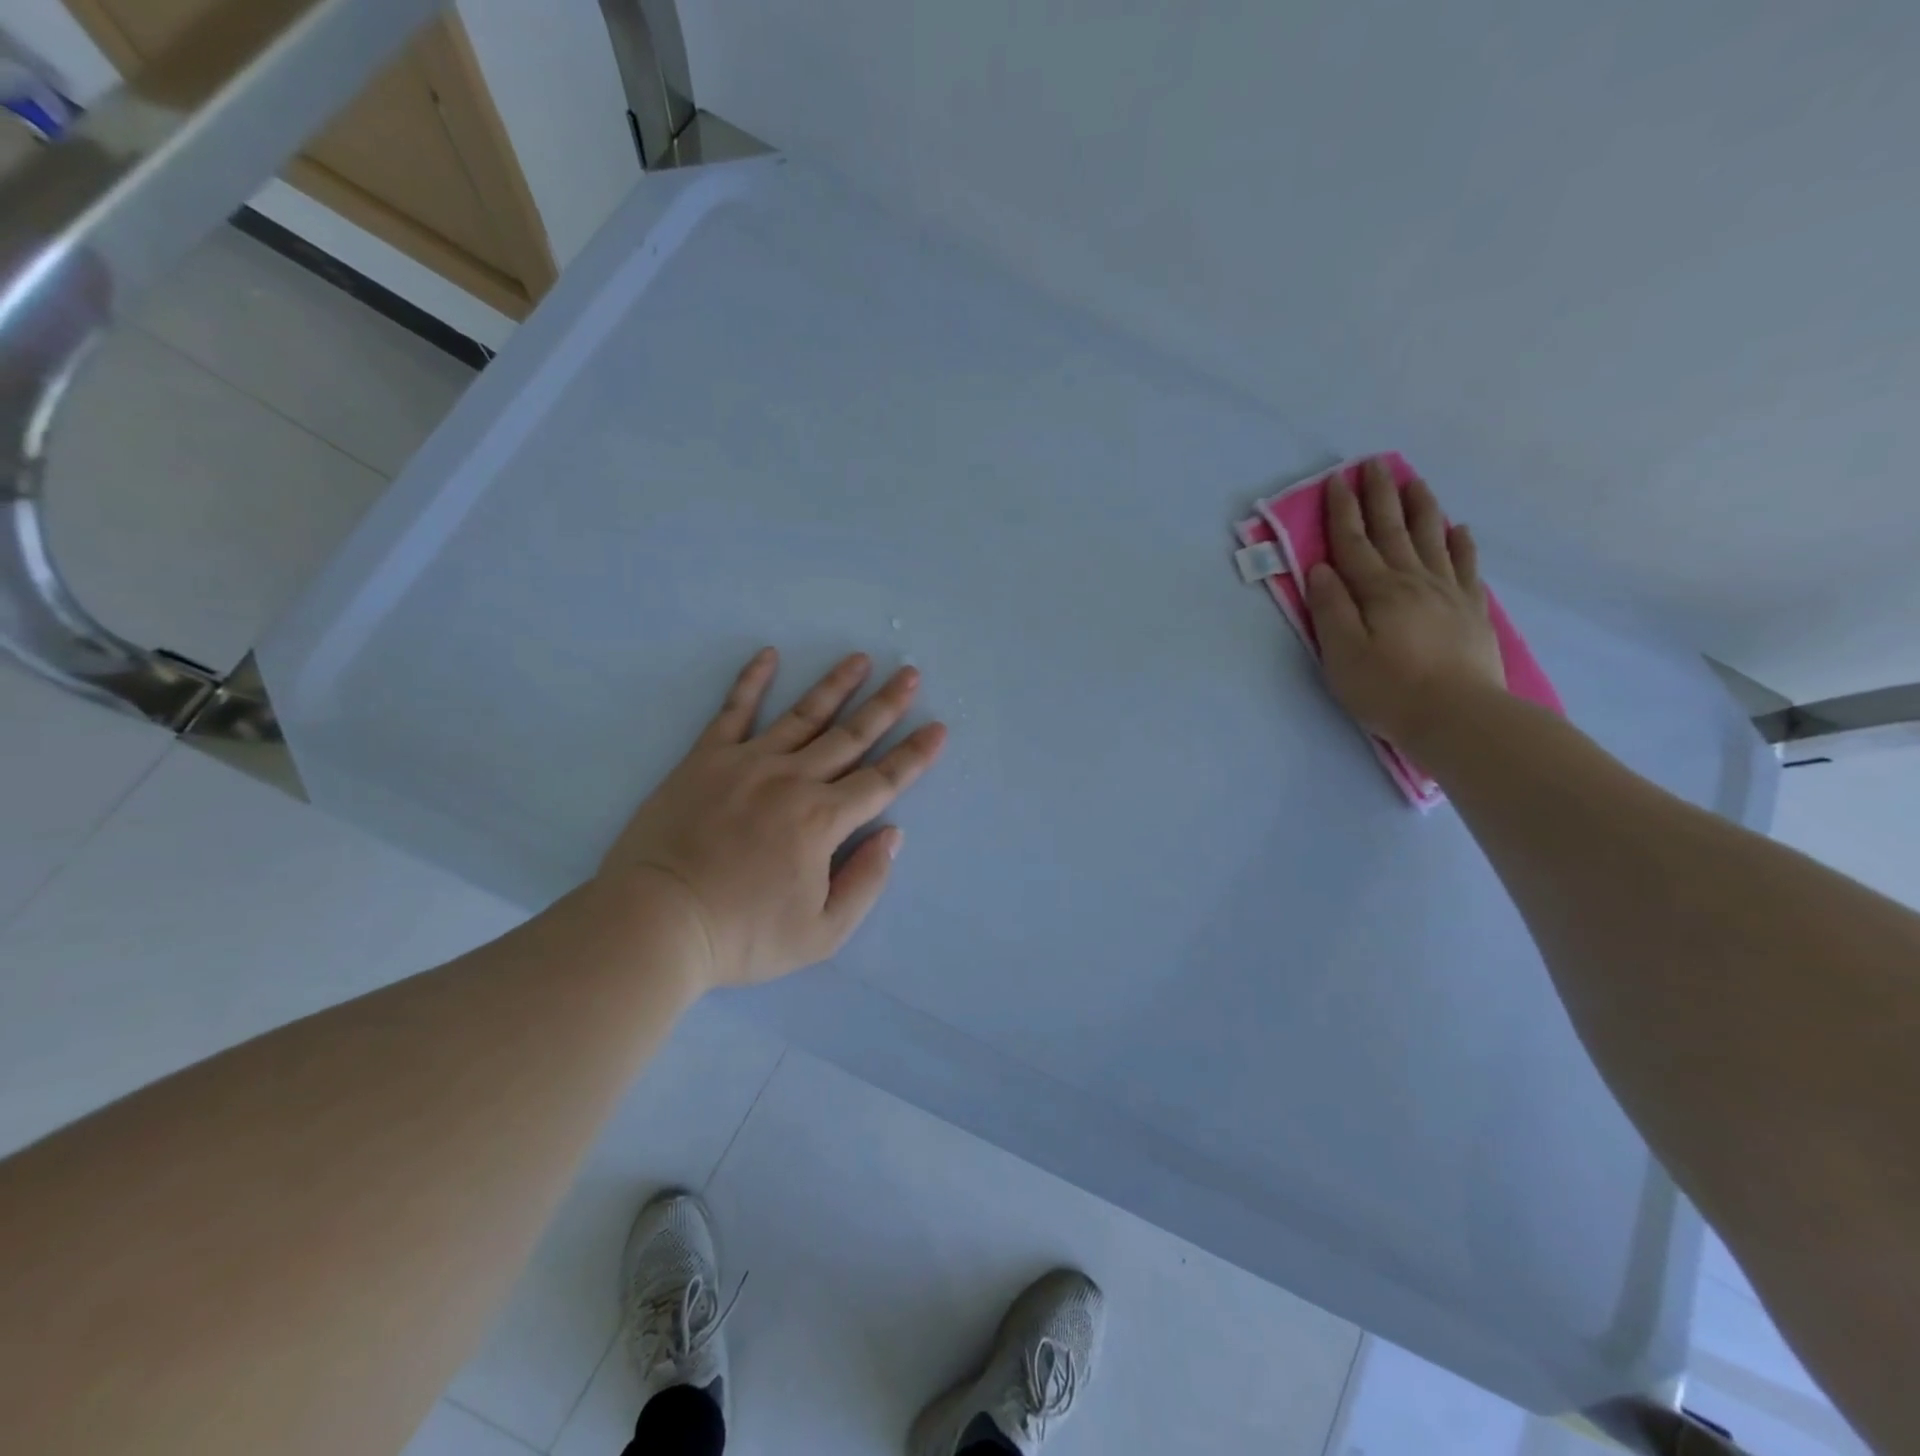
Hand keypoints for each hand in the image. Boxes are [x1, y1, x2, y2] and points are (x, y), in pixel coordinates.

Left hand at [600, 648, 946, 990]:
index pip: (883, 781)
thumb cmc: (742, 936)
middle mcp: (793, 780)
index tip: (938, 728)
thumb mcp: (820, 933)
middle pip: (851, 736)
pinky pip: (734, 710)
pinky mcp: (706, 759)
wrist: (656, 923)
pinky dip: (752, 680)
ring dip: (836, 685)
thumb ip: (865, 882)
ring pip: (803, 715)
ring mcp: (748, 763)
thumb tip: (892, 834)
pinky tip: (769, 655)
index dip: (915, 755)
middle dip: (886, 705)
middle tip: (910, 674)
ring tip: (860, 659)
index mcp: (823, 820)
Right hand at [1303, 460, 1506, 748]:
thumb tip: (1320, 569)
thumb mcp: (1342, 654)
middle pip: (1393, 530)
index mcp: (1377, 591)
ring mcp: (1448, 592)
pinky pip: (1465, 565)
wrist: (1459, 716)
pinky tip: (1458, 528)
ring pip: (1432, 537)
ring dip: (1420, 507)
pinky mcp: (1471, 609)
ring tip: (1413, 480)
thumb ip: (1330, 609)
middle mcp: (1413, 581)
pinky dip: (1460, 542)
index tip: (1336, 479)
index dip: (1342, 510)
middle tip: (1374, 464)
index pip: (1353, 542)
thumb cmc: (1388, 689)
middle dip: (1380, 495)